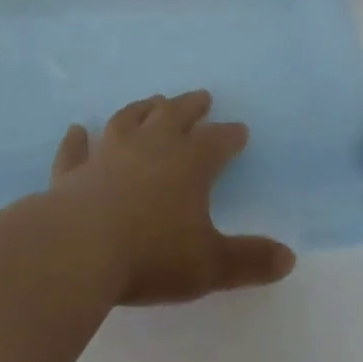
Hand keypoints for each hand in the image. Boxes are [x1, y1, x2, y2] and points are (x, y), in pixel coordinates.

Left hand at [50, 91, 296, 306]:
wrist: (77, 250)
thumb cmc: (151, 255)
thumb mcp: (210, 265)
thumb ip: (249, 260)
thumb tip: (289, 259)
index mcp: (189, 163)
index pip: (217, 141)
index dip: (230, 136)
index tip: (240, 130)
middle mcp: (151, 146)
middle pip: (175, 115)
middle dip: (191, 106)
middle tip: (201, 97)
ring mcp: (108, 154)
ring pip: (129, 120)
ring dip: (142, 108)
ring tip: (152, 100)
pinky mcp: (73, 172)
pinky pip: (76, 150)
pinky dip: (77, 140)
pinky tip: (77, 130)